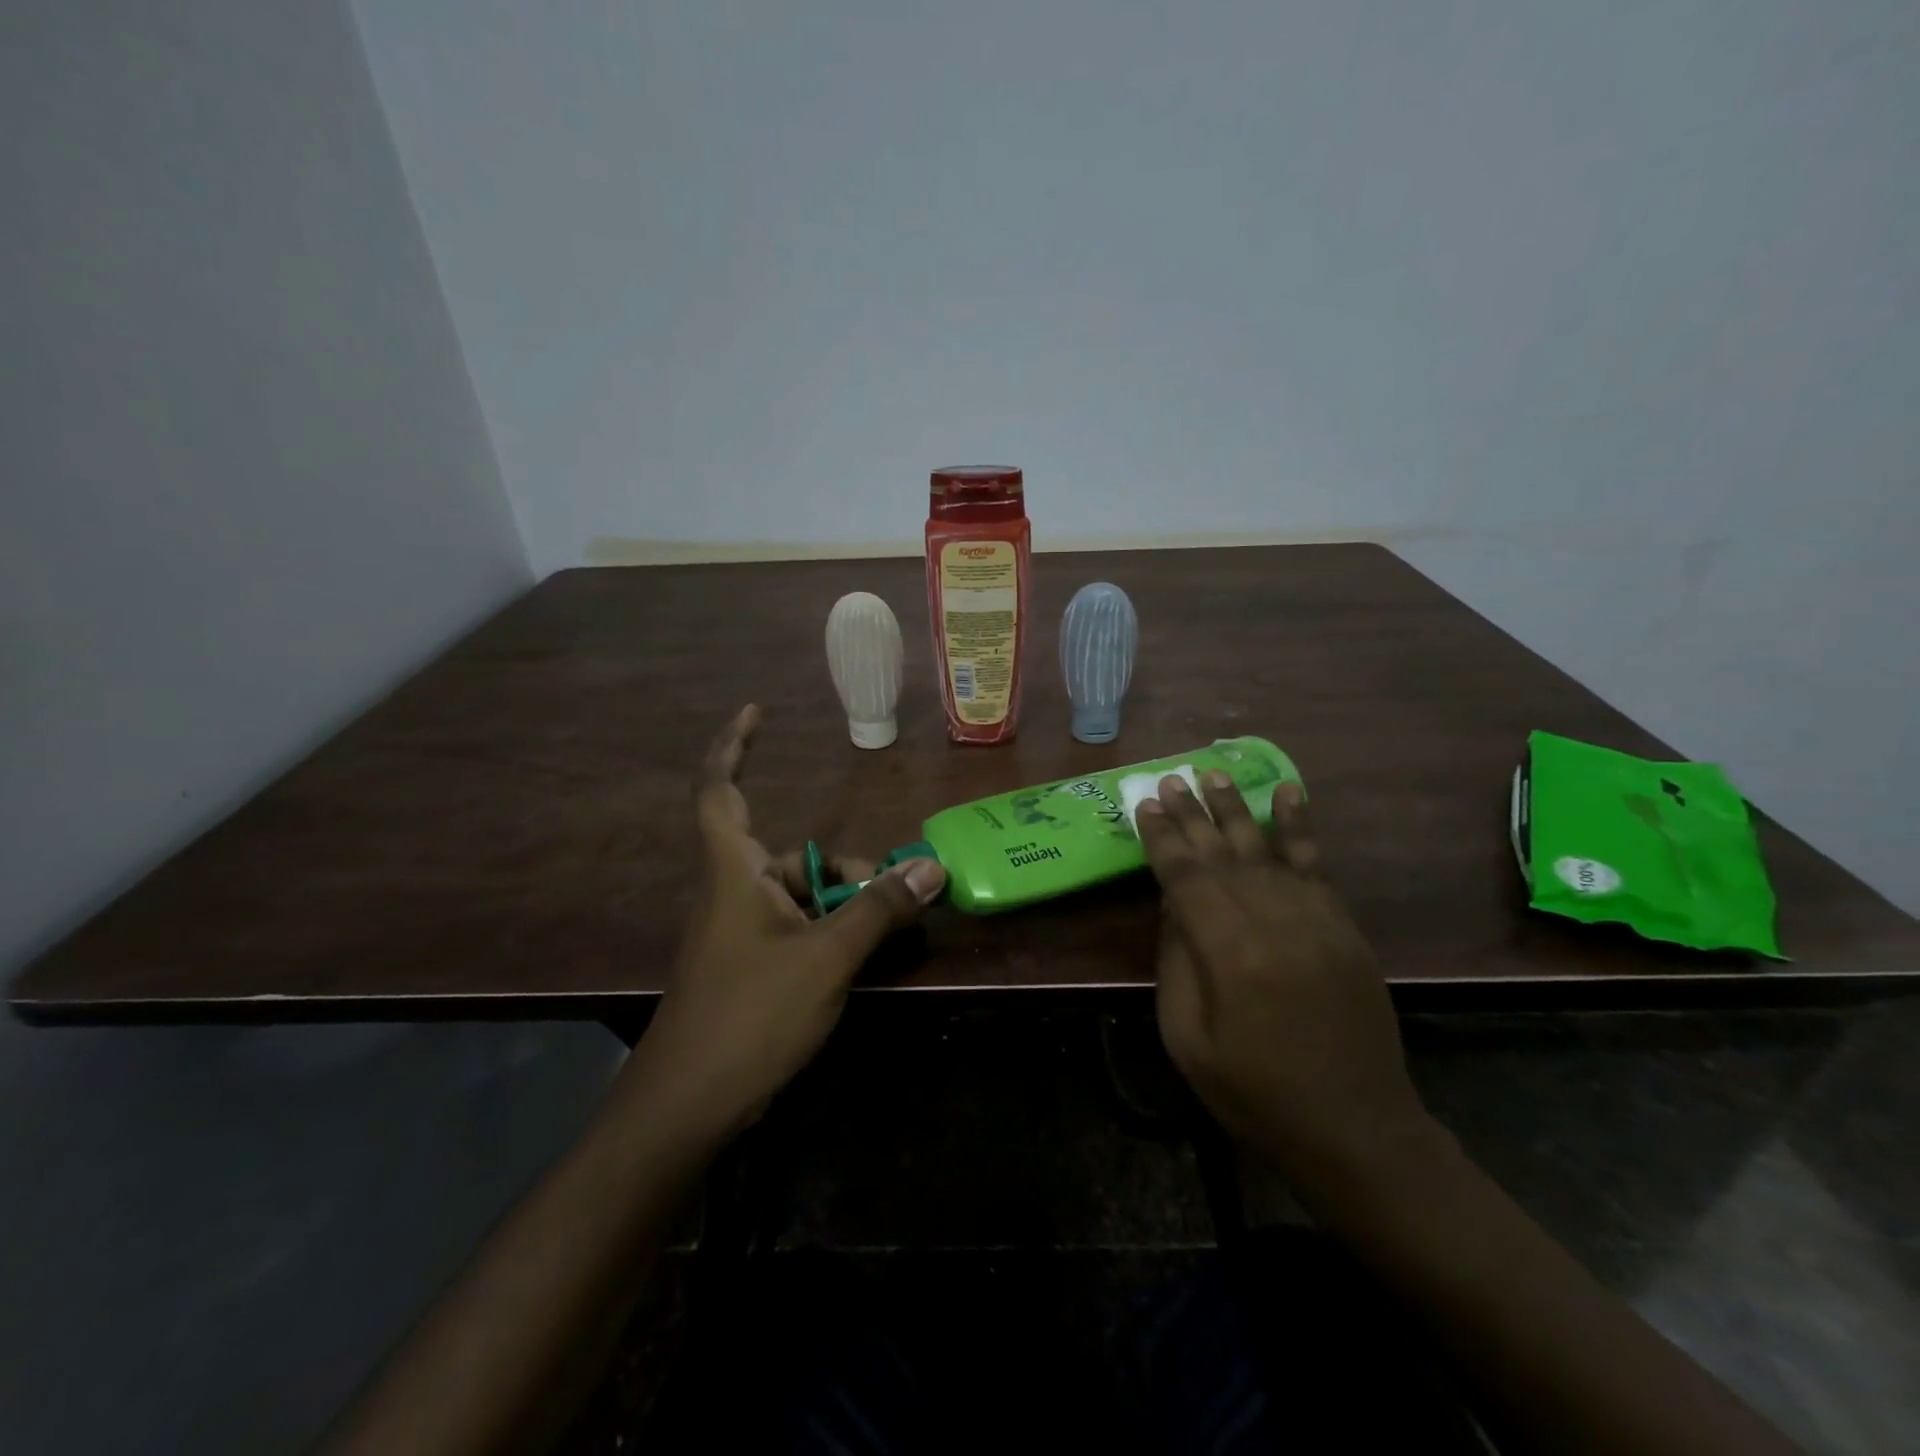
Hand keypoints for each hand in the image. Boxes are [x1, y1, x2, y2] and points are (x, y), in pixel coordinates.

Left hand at [633, 705, 945, 1138]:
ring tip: (890, 929)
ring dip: (844, 905)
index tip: (755, 710)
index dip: (733, 746)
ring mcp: (740, 935)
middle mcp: (734, 893)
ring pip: (801, 898)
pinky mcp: (750, 969)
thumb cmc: (750, 1016)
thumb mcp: (826, 957)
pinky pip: (798, 931)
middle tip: (894, 889)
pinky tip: (862, 957)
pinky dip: (831, 933)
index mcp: (734, 873)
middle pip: (792, 857)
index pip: (721, 791)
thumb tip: (931, 867)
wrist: (688, 1107)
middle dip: (843, 869)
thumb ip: (878, 909)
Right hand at [1136, 772, 1430, 1183]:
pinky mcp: (1344, 927)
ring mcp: (1317, 921)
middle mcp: (1275, 923)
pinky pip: (1316, 864)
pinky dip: (1299, 825)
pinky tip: (1287, 793)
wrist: (1357, 1130)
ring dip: (1236, 808)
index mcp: (1230, 955)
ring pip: (1267, 849)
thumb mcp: (1188, 1041)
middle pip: (1223, 854)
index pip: (1186, 878)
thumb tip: (1173, 905)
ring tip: (1212, 772)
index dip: (1162, 838)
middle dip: (1192, 814)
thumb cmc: (1256, 1095)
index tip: (1143, 804)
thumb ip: (1177, 963)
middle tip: (1169, 778)